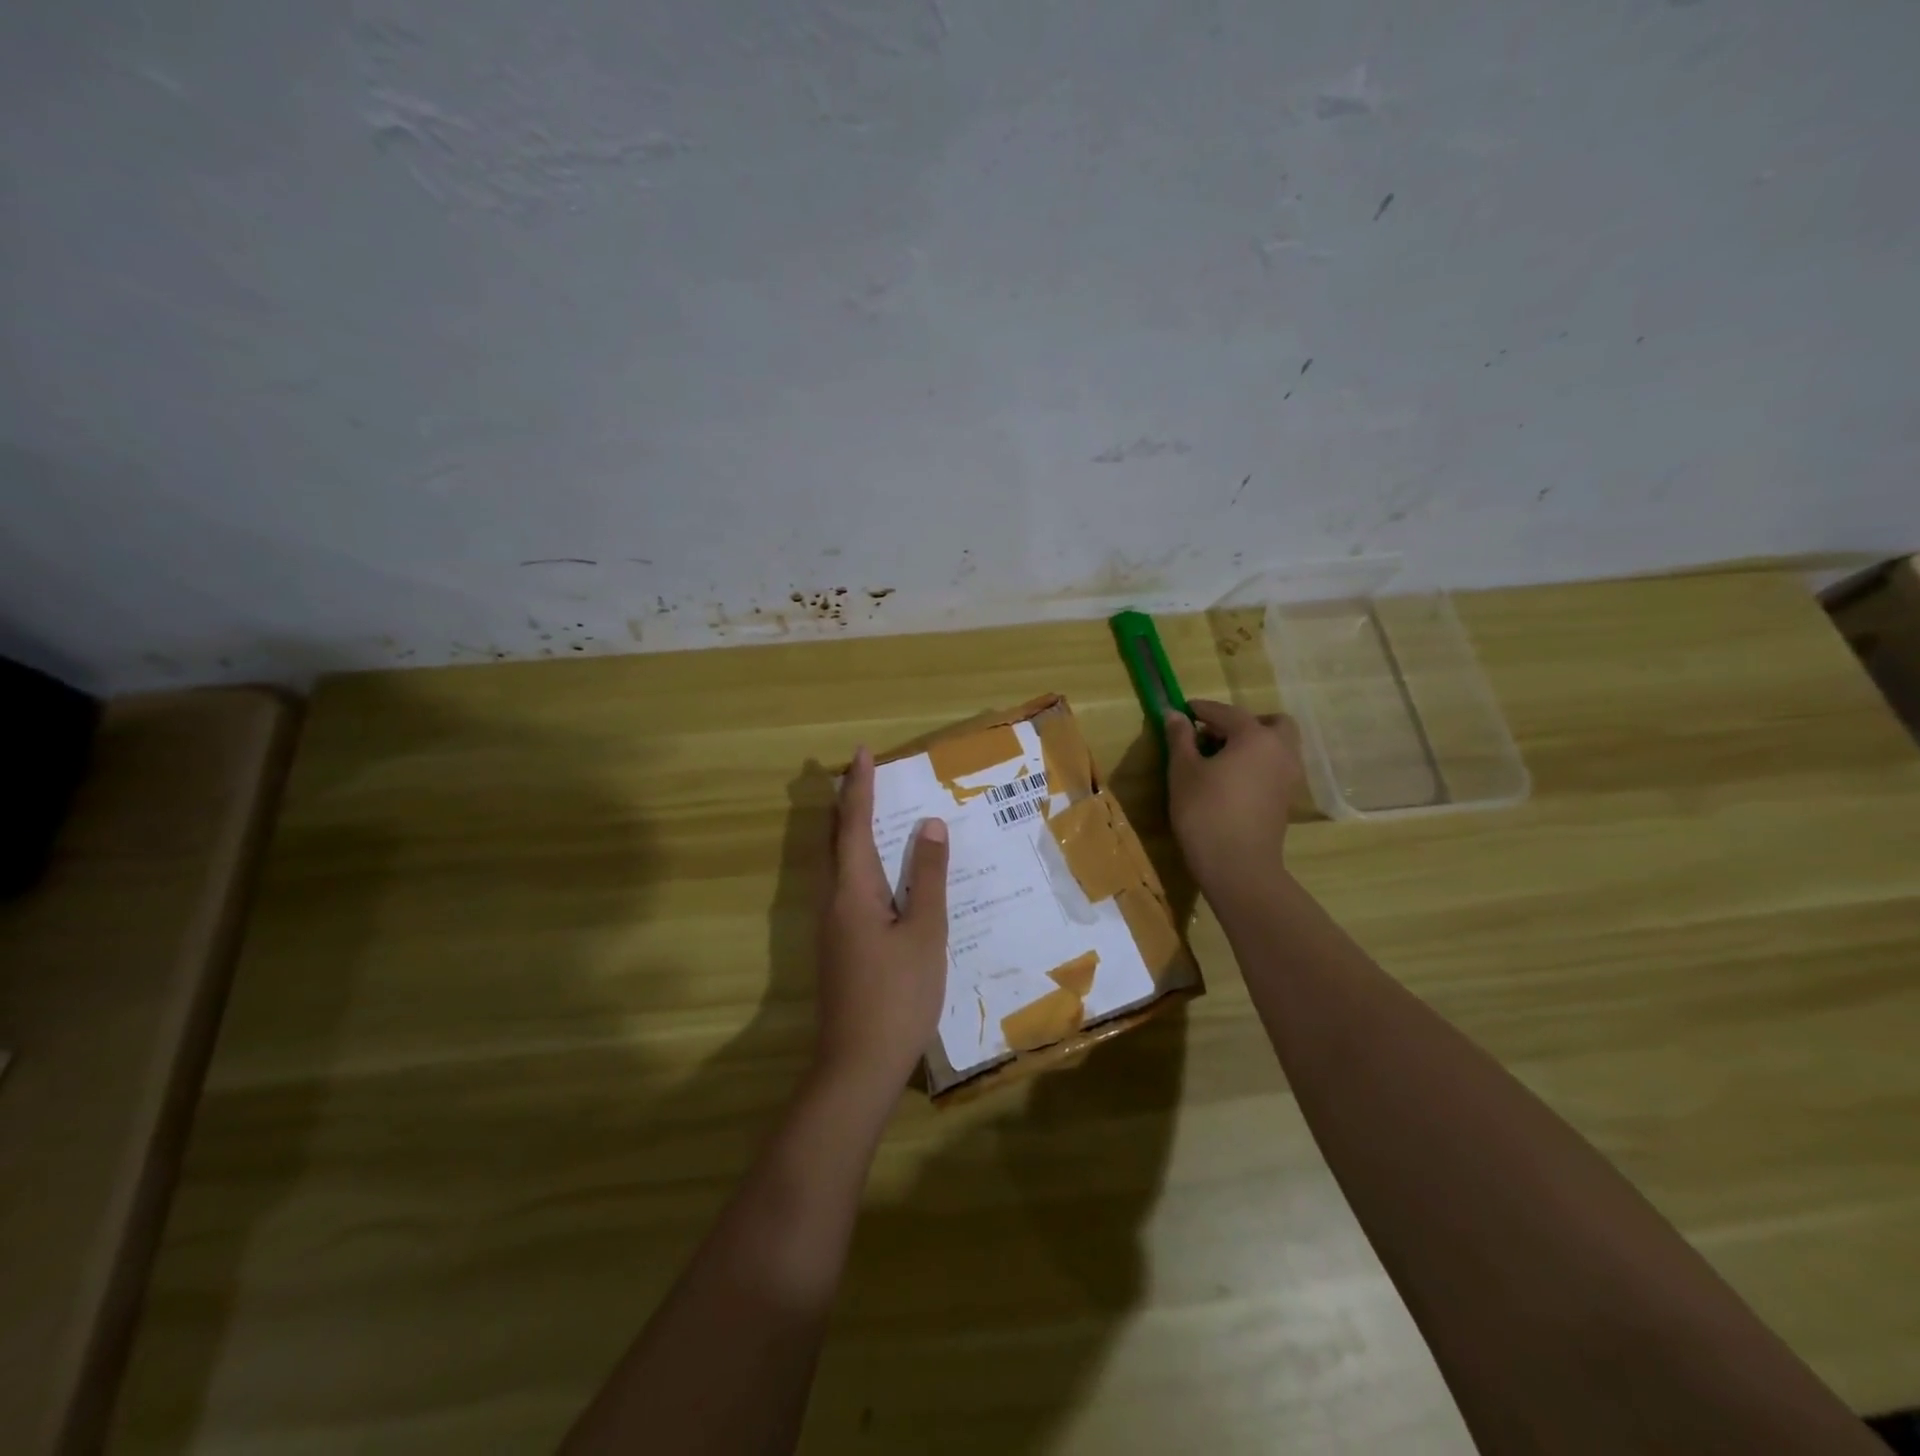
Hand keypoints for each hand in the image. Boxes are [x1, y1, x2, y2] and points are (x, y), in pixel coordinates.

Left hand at [813, 745, 950, 1107]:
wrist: (857, 1066)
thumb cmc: (897, 996)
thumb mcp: (924, 933)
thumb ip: (926, 878)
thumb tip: (929, 826)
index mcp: (852, 892)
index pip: (853, 826)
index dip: (859, 788)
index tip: (860, 753)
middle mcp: (832, 902)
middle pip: (832, 842)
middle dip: (844, 806)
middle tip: (859, 778)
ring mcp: (830, 928)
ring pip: (835, 867)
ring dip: (848, 835)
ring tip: (871, 816)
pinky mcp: (837, 948)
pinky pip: (844, 889)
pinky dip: (858, 866)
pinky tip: (882, 879)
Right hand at [1165, 700, 1303, 900]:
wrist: (1238, 866)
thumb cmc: (1205, 812)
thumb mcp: (1183, 771)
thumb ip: (1180, 738)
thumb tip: (1174, 714)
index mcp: (1256, 737)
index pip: (1227, 713)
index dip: (1202, 710)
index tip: (1183, 710)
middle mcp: (1280, 751)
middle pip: (1270, 723)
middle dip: (1243, 723)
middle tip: (1214, 735)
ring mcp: (1288, 777)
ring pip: (1276, 746)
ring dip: (1252, 744)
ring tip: (1220, 759)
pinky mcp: (1285, 800)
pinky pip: (1274, 768)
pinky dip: (1257, 764)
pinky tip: (1231, 780)